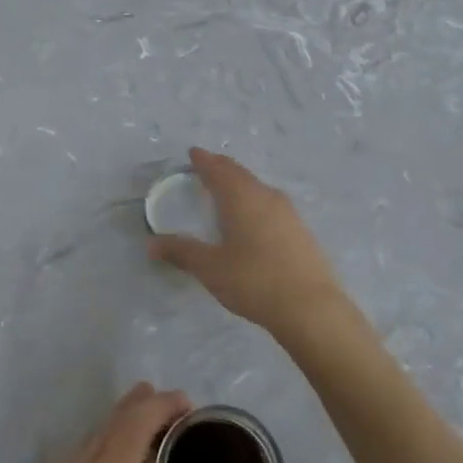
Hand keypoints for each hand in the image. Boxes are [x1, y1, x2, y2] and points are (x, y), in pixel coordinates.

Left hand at [0, 384, 218, 462]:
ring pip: (90, 437)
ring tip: (140, 432)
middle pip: (112, 421)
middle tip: (167, 402)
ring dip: (117, 425)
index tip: (186, 402)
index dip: (161, 406)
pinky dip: (95, 449)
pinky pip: (71, 458)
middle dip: (140, 404)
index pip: (136, 426)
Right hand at [148, 148, 348, 340]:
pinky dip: (255, 201)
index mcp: (242, 198)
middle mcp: (266, 197)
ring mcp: (288, 213)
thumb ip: (181, 252)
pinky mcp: (301, 231)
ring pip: (258, 188)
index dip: (204, 160)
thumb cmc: (254, 281)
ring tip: (227, 189)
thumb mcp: (211, 268)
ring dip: (240, 184)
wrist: (312, 309)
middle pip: (240, 174)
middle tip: (206, 165)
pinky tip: (253, 217)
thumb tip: (151, 244)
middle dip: (222, 168)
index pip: (219, 170)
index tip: (193, 153)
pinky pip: (271, 204)